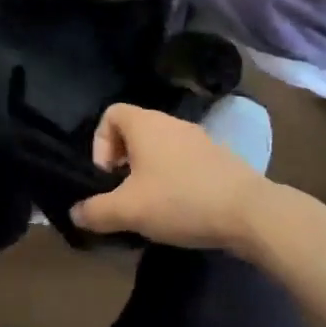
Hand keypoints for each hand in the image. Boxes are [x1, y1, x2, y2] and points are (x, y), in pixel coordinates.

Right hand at [71, 104, 269, 250]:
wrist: (249, 212)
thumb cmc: (180, 200)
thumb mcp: (128, 210)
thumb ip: (96, 211)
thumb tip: (75, 213)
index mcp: (146, 124)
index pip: (110, 113)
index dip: (100, 142)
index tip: (107, 175)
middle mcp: (171, 122)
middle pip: (135, 131)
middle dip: (123, 160)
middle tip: (124, 192)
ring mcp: (199, 138)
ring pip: (160, 147)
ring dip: (148, 171)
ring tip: (151, 204)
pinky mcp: (219, 157)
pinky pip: (184, 160)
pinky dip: (174, 178)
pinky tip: (180, 208)